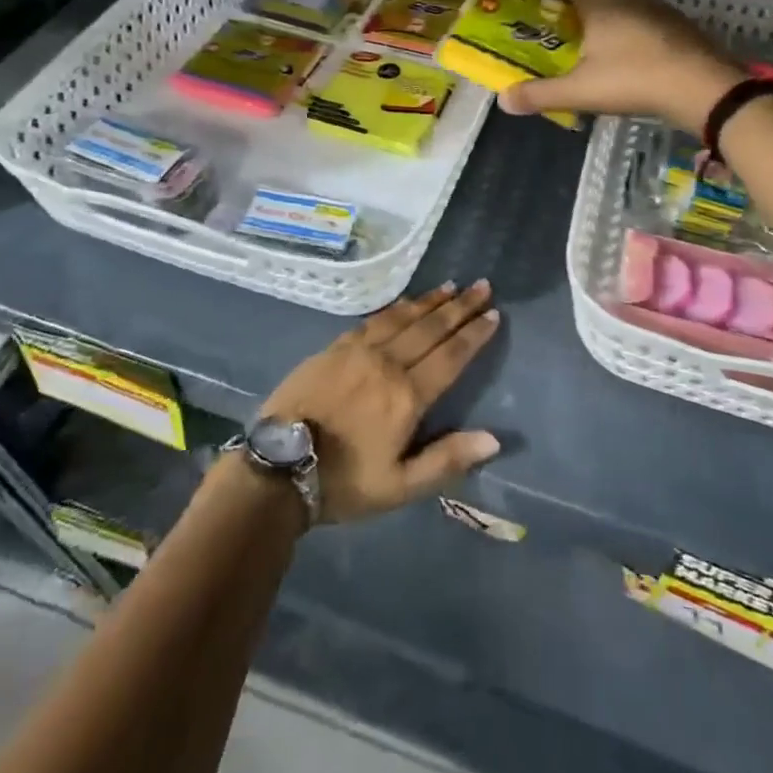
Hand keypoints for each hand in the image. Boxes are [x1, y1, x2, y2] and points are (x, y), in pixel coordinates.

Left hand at [261, 282, 500, 524]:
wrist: (278, 468)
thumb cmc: (344, 482)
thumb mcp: (400, 486)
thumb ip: (447, 460)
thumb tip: (494, 439)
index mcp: (407, 396)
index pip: (450, 356)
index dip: (474, 335)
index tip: (493, 313)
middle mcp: (387, 363)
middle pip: (431, 328)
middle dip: (460, 307)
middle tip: (482, 286)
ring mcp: (358, 350)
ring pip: (403, 318)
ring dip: (431, 301)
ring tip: (452, 286)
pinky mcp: (335, 347)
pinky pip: (374, 319)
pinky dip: (396, 308)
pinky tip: (407, 302)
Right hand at [498, 0, 739, 132]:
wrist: (701, 85)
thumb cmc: (634, 79)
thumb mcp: (581, 90)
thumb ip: (540, 94)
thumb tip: (503, 100)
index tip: (533, 0)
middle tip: (556, 14)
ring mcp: (651, 0)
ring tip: (586, 26)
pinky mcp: (670, 16)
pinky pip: (636, 2)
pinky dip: (622, 11)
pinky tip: (621, 40)